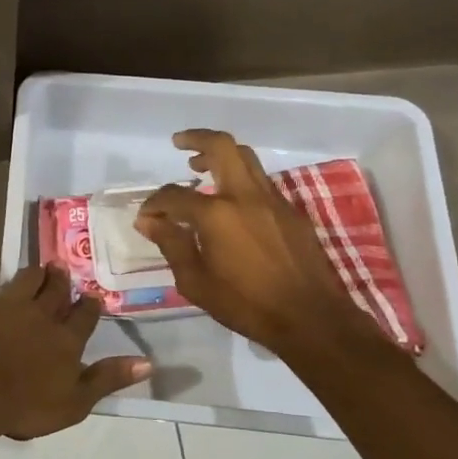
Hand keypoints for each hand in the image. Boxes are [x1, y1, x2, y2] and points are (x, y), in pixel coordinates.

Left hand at [0, 228, 150, 441]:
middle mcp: (41, 314)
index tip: (94, 297)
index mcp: (66, 340)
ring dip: (36, 272)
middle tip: (66, 270)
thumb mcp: (75, 402)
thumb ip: (109, 378)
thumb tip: (148, 362)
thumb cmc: (24, 405)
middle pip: (57, 293)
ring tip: (43, 264)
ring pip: (27, 279)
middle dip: (64, 282)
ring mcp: (8, 303)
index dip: (90, 307)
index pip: (85, 318)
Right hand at [134, 129, 379, 357]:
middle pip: (222, 147)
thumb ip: (172, 244)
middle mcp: (245, 196)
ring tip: (201, 167)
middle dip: (196, 139)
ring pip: (246, 159)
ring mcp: (273, 200)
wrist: (311, 318)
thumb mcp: (196, 282)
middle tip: (178, 143)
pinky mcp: (291, 212)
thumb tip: (149, 221)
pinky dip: (240, 180)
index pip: (174, 195)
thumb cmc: (246, 304)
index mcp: (216, 215)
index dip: (154, 203)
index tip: (146, 216)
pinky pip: (261, 182)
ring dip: (221, 155)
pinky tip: (231, 204)